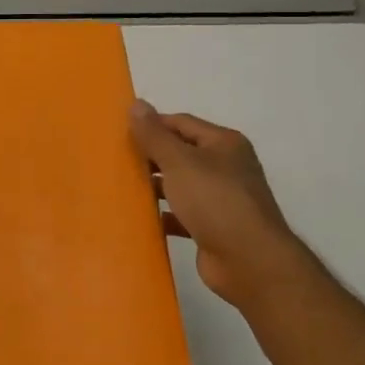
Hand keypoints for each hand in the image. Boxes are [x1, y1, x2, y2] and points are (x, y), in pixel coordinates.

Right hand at [129, 100, 293, 305]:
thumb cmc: (215, 202)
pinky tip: (142, 218)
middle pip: (181, 153)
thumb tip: (137, 104)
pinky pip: (182, 215)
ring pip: (181, 185)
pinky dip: (164, 215)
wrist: (249, 260)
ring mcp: (221, 199)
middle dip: (151, 156)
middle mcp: (226, 167)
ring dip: (156, 186)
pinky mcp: (213, 227)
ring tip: (122, 188)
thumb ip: (155, 135)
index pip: (181, 123)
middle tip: (116, 160)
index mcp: (224, 144)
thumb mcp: (180, 162)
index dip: (152, 125)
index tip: (120, 134)